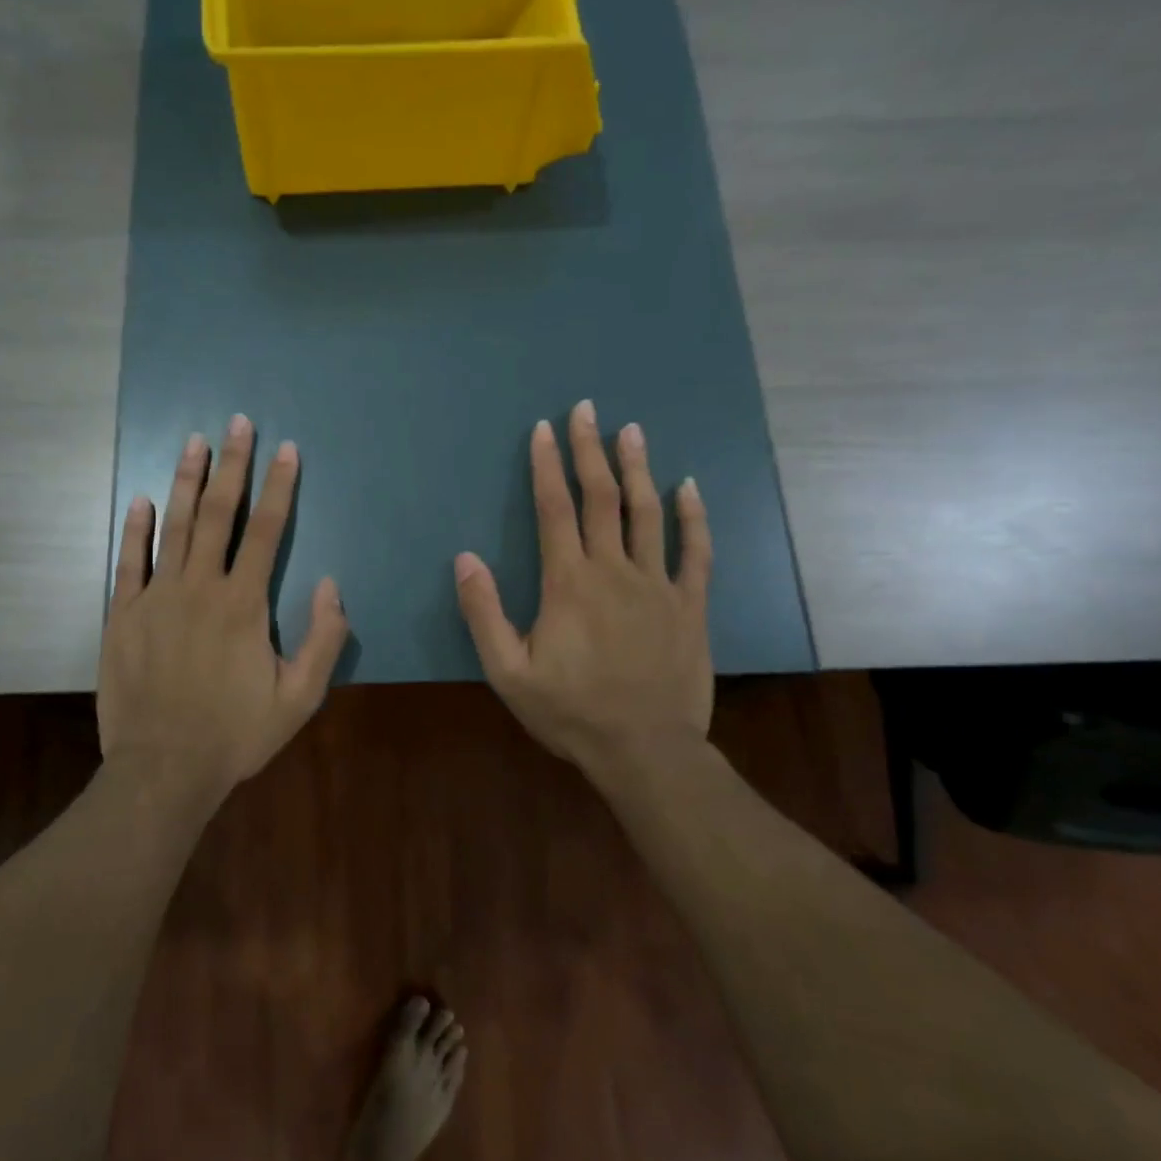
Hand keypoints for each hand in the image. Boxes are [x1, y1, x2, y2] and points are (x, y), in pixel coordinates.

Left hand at [98, 414, 350, 800]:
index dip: (280, 487)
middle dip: (232, 465)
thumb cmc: (236, 734)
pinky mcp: (123, 615)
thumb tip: (331, 585)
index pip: (267, 531)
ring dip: (186, 481)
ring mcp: (157, 598)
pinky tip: (141, 498)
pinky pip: (128, 561)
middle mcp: (200, 588)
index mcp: (244, 605)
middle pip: (219, 514)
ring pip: (173, 526)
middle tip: (237, 423)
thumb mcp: (299, 698)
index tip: (286, 450)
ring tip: (193, 441)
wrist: (164, 770)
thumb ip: (323, 639)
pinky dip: (135, 528)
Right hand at [453, 400, 713, 782]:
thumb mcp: (508, 671)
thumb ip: (484, 612)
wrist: (645, 750)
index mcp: (568, 582)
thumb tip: (465, 557)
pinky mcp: (689, 605)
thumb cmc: (570, 711)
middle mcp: (614, 570)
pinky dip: (692, 517)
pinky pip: (695, 552)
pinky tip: (688, 487)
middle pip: (601, 497)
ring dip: (638, 468)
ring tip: (632, 430)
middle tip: (586, 409)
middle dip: (590, 450)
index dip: (547, 465)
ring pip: (647, 513)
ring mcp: (657, 585)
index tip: (544, 429)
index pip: (555, 508)